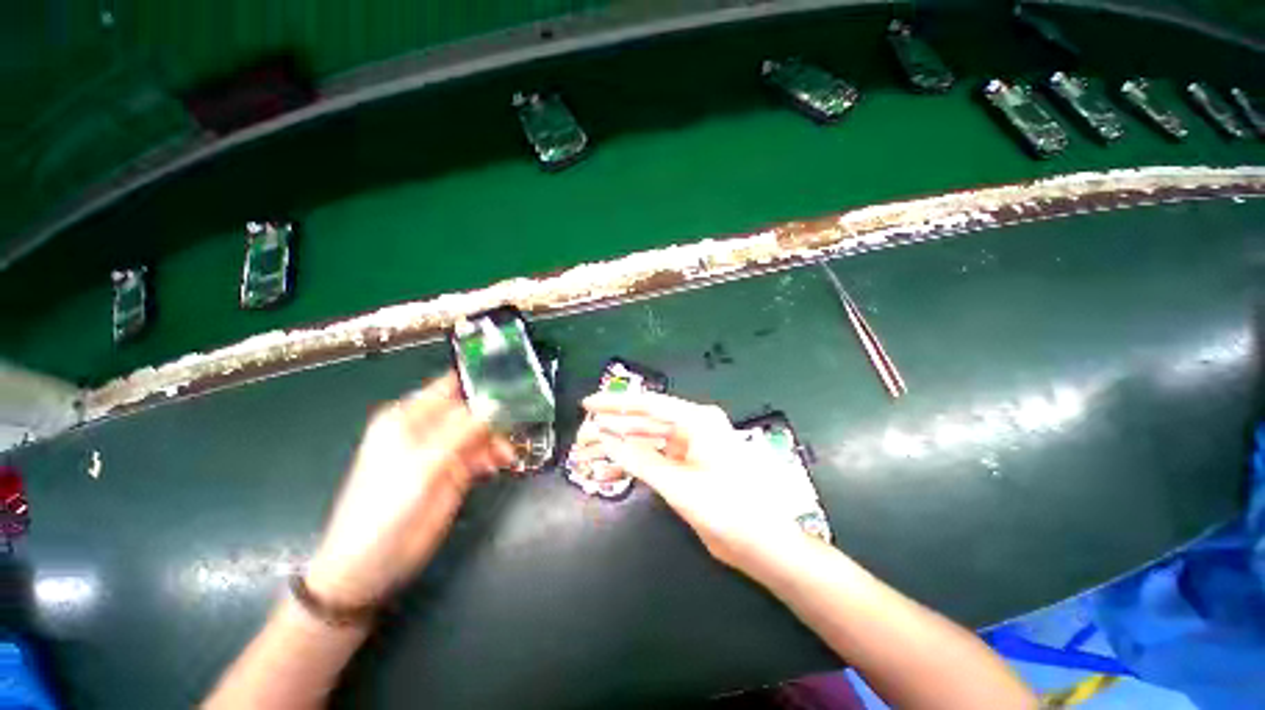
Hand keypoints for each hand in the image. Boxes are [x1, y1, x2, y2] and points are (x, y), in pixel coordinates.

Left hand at [306, 374, 513, 605]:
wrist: (371, 564)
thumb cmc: (385, 509)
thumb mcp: (424, 466)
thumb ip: (461, 432)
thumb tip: (495, 403)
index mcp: (409, 417)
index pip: (451, 387)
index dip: (481, 382)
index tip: (515, 382)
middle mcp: (427, 429)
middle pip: (472, 409)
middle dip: (497, 414)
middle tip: (519, 423)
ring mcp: (442, 451)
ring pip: (481, 431)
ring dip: (498, 438)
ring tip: (508, 454)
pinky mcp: (454, 471)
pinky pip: (482, 453)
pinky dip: (495, 455)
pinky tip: (501, 464)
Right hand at [574, 392, 813, 569]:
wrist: (761, 544)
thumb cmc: (726, 508)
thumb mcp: (677, 484)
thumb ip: (638, 459)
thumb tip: (604, 438)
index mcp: (697, 420)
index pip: (648, 404)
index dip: (615, 404)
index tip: (588, 405)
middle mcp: (692, 427)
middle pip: (643, 423)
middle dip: (611, 432)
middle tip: (580, 440)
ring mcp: (689, 447)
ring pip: (645, 442)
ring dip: (617, 450)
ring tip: (586, 458)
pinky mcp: (686, 465)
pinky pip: (654, 459)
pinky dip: (632, 466)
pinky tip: (608, 474)